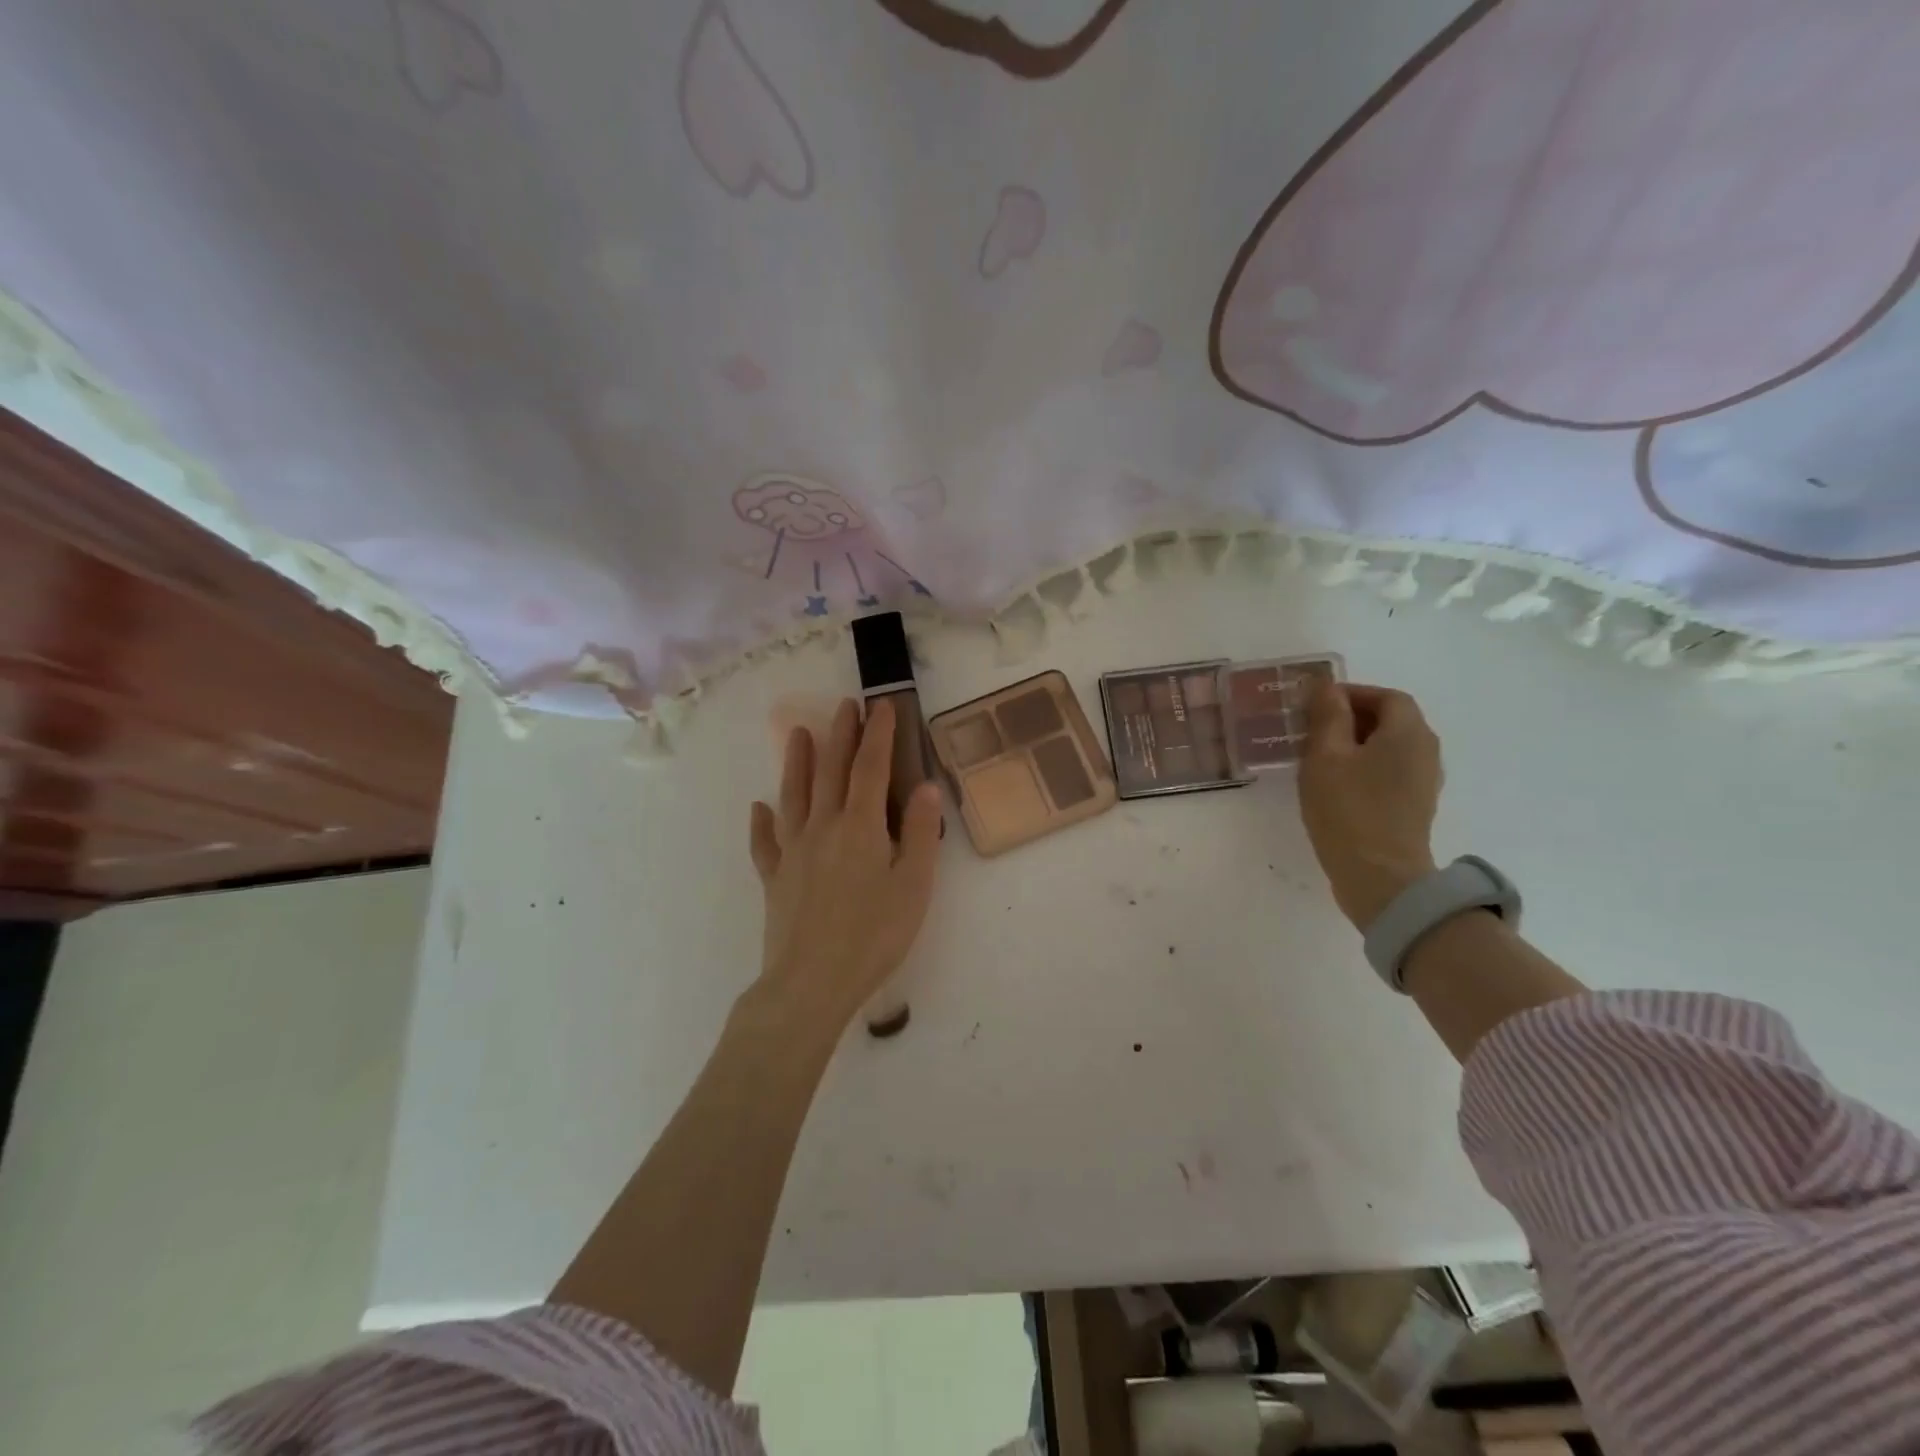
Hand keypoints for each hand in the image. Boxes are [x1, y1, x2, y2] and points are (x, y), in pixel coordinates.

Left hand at [748, 697, 942, 1037]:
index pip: (870, 768)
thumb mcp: (914, 886)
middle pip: (830, 771)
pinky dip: (761, 822)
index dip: (878, 735)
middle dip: (840, 735)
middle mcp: (822, 827)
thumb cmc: (874, 935)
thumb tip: (926, 786)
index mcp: (860, 826)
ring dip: (798, 763)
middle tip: (844, 706)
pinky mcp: (774, 878)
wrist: (811, 982)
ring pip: (793, 795)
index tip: (881, 706)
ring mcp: (792, 851)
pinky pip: (765, 842)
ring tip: (799, 734)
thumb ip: (919, 833)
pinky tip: (759, 808)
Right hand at [1299, 682, 1441, 931]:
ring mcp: (1424, 782)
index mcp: (1408, 732)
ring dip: (1357, 744)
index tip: (1315, 704)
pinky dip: (1365, 767)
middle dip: (1352, 718)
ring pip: (1390, 748)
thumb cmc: (1348, 809)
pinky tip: (1336, 784)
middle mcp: (1425, 751)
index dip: (1351, 693)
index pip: (1386, 696)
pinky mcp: (1415, 807)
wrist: (1380, 877)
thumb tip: (1326, 687)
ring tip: (1319, 757)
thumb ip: (1327, 716)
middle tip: (1311, 729)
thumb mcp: (1326, 756)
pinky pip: (1390, 772)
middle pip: (1392, 720)